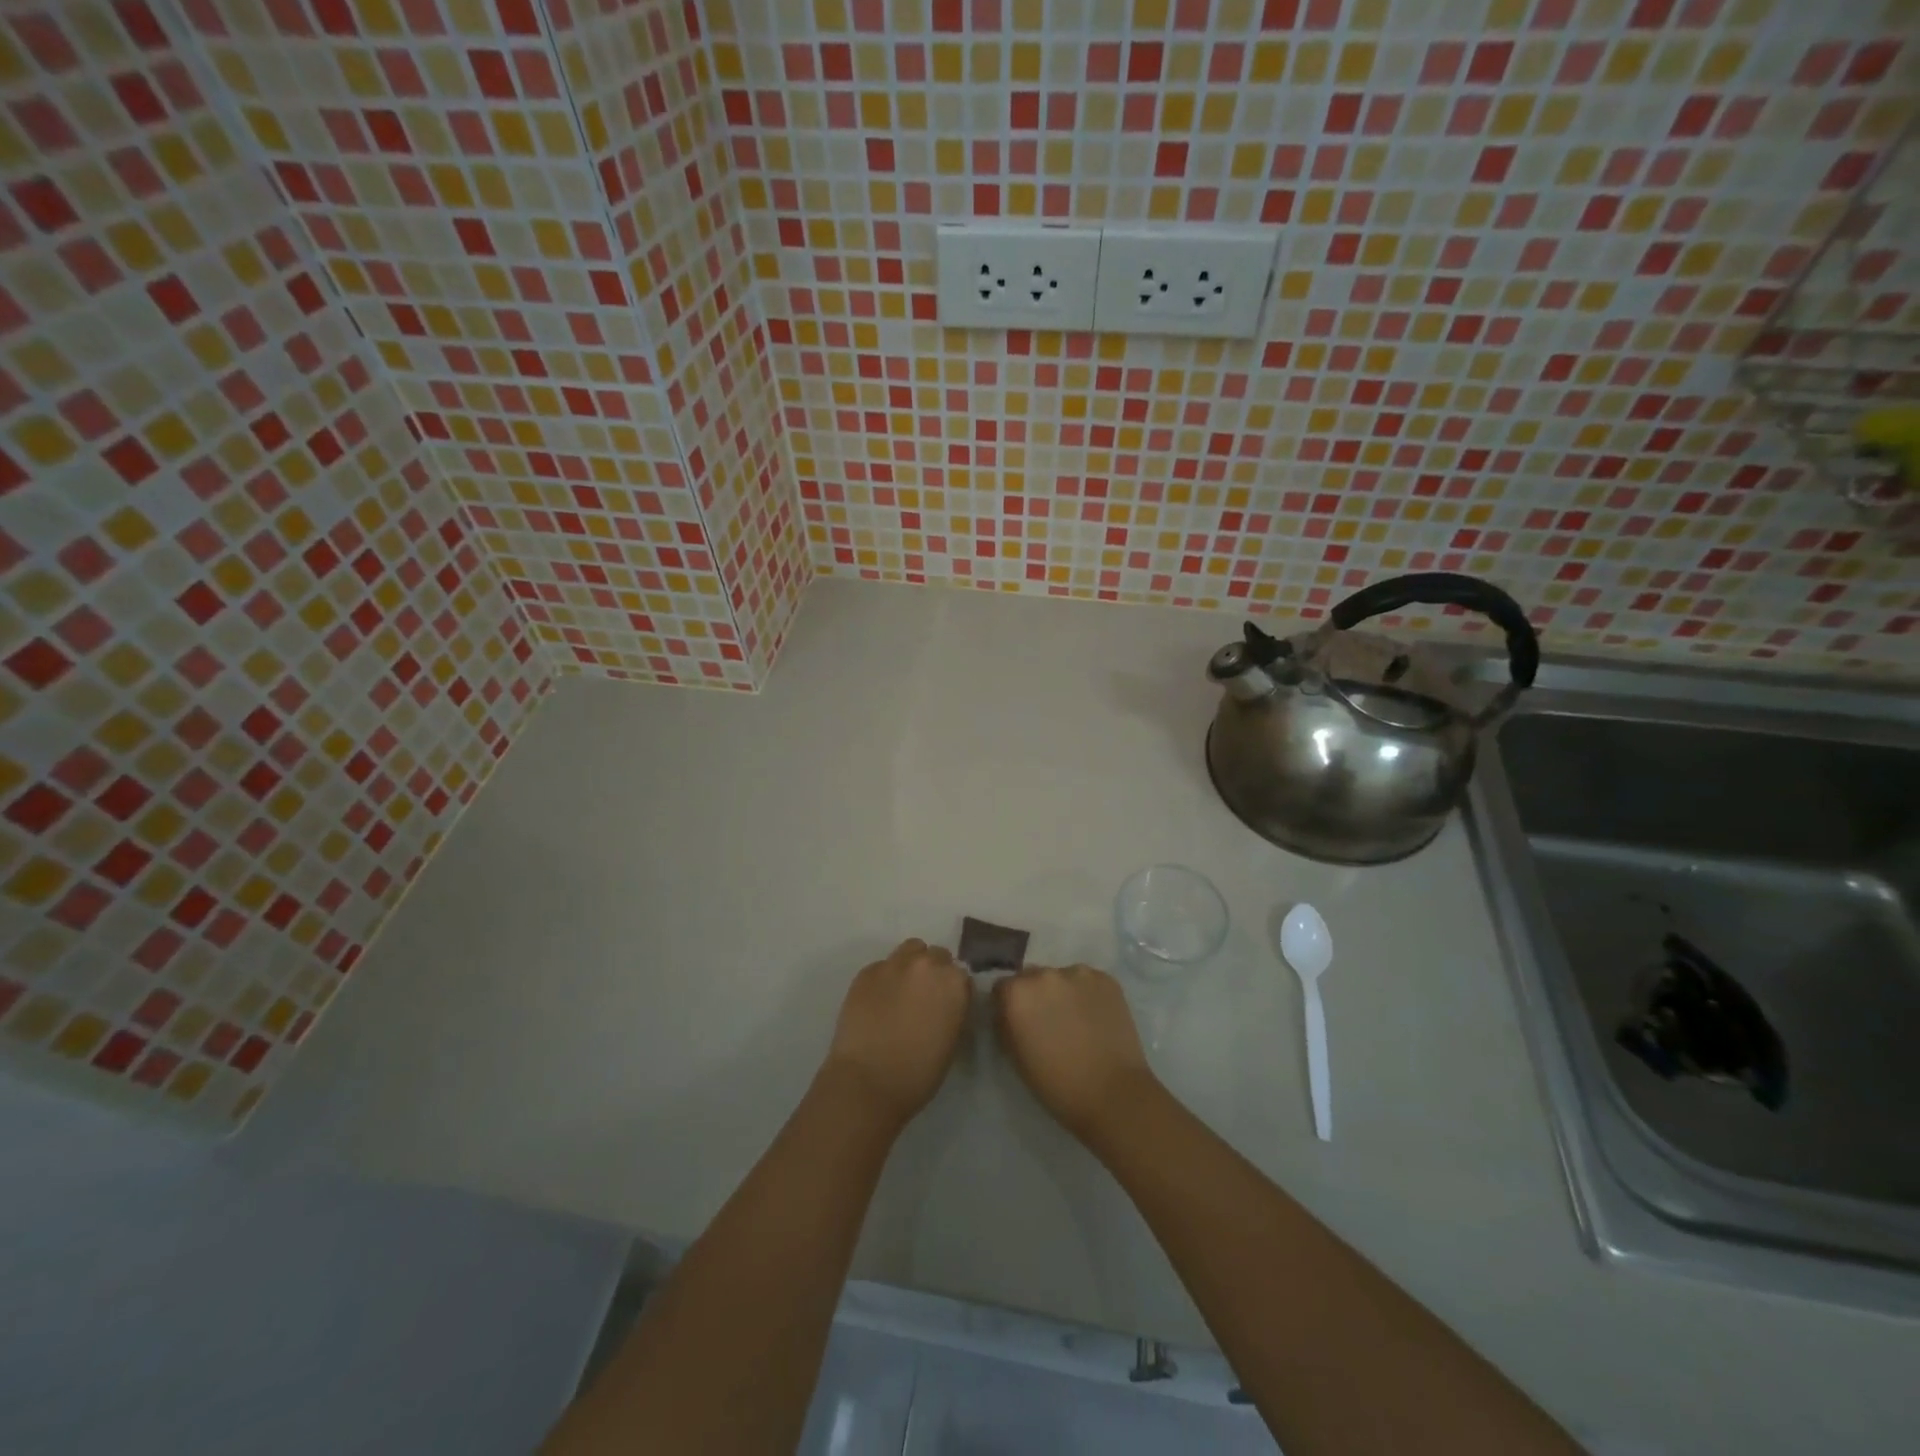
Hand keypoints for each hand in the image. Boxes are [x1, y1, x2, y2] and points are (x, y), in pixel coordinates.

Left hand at [821, 939, 970, 1130]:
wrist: (868, 1081)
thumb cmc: (919, 1073)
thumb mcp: (952, 1040)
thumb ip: (953, 1008)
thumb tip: (945, 1001)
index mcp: (954, 982)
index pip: (961, 974)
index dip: (954, 990)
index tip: (946, 1005)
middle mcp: (926, 964)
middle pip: (937, 956)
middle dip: (934, 972)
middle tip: (924, 998)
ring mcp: (894, 964)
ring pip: (910, 950)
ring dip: (911, 965)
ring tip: (901, 991)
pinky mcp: (866, 971)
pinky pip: (882, 966)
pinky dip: (884, 978)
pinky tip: (877, 1001)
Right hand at [992, 964, 1159, 1144]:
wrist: (1112, 1094)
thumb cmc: (1056, 1084)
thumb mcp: (1015, 1056)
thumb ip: (1006, 1023)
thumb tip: (1008, 1012)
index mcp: (1016, 993)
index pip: (1003, 987)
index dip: (1009, 1005)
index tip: (1019, 1022)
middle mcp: (1044, 974)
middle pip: (1032, 977)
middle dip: (1036, 995)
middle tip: (1048, 1022)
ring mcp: (1078, 973)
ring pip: (1062, 977)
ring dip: (1063, 992)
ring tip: (1077, 1020)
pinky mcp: (1106, 978)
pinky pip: (1088, 982)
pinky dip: (1088, 995)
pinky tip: (1096, 1019)